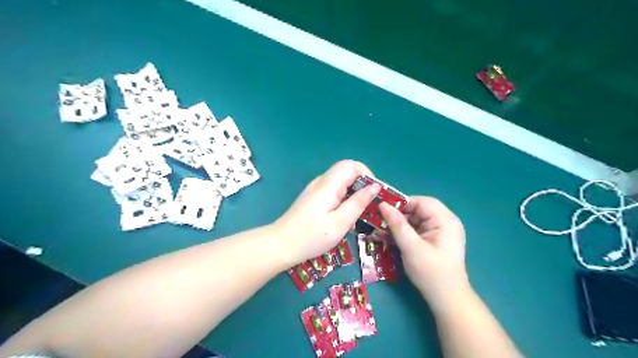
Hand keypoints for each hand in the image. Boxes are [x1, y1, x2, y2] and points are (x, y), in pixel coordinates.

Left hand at [273, 159, 377, 264]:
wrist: (281, 244)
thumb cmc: (312, 236)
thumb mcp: (340, 222)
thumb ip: (358, 202)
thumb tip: (374, 187)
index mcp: (329, 184)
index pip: (352, 165)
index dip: (367, 175)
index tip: (374, 193)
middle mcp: (322, 182)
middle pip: (347, 172)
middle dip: (362, 186)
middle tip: (369, 206)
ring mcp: (316, 189)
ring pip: (341, 182)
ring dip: (353, 194)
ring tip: (358, 215)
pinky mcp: (313, 197)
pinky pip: (333, 191)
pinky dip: (344, 199)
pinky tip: (344, 218)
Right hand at [378, 196, 467, 309]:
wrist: (447, 300)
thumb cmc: (431, 273)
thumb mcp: (411, 247)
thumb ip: (397, 225)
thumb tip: (382, 205)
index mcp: (445, 220)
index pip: (421, 201)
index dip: (401, 203)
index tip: (382, 210)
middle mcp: (445, 221)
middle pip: (418, 209)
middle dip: (399, 215)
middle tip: (380, 221)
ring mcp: (441, 231)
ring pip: (416, 219)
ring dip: (400, 224)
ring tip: (383, 230)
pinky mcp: (436, 239)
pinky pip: (418, 228)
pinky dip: (405, 231)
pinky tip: (392, 237)